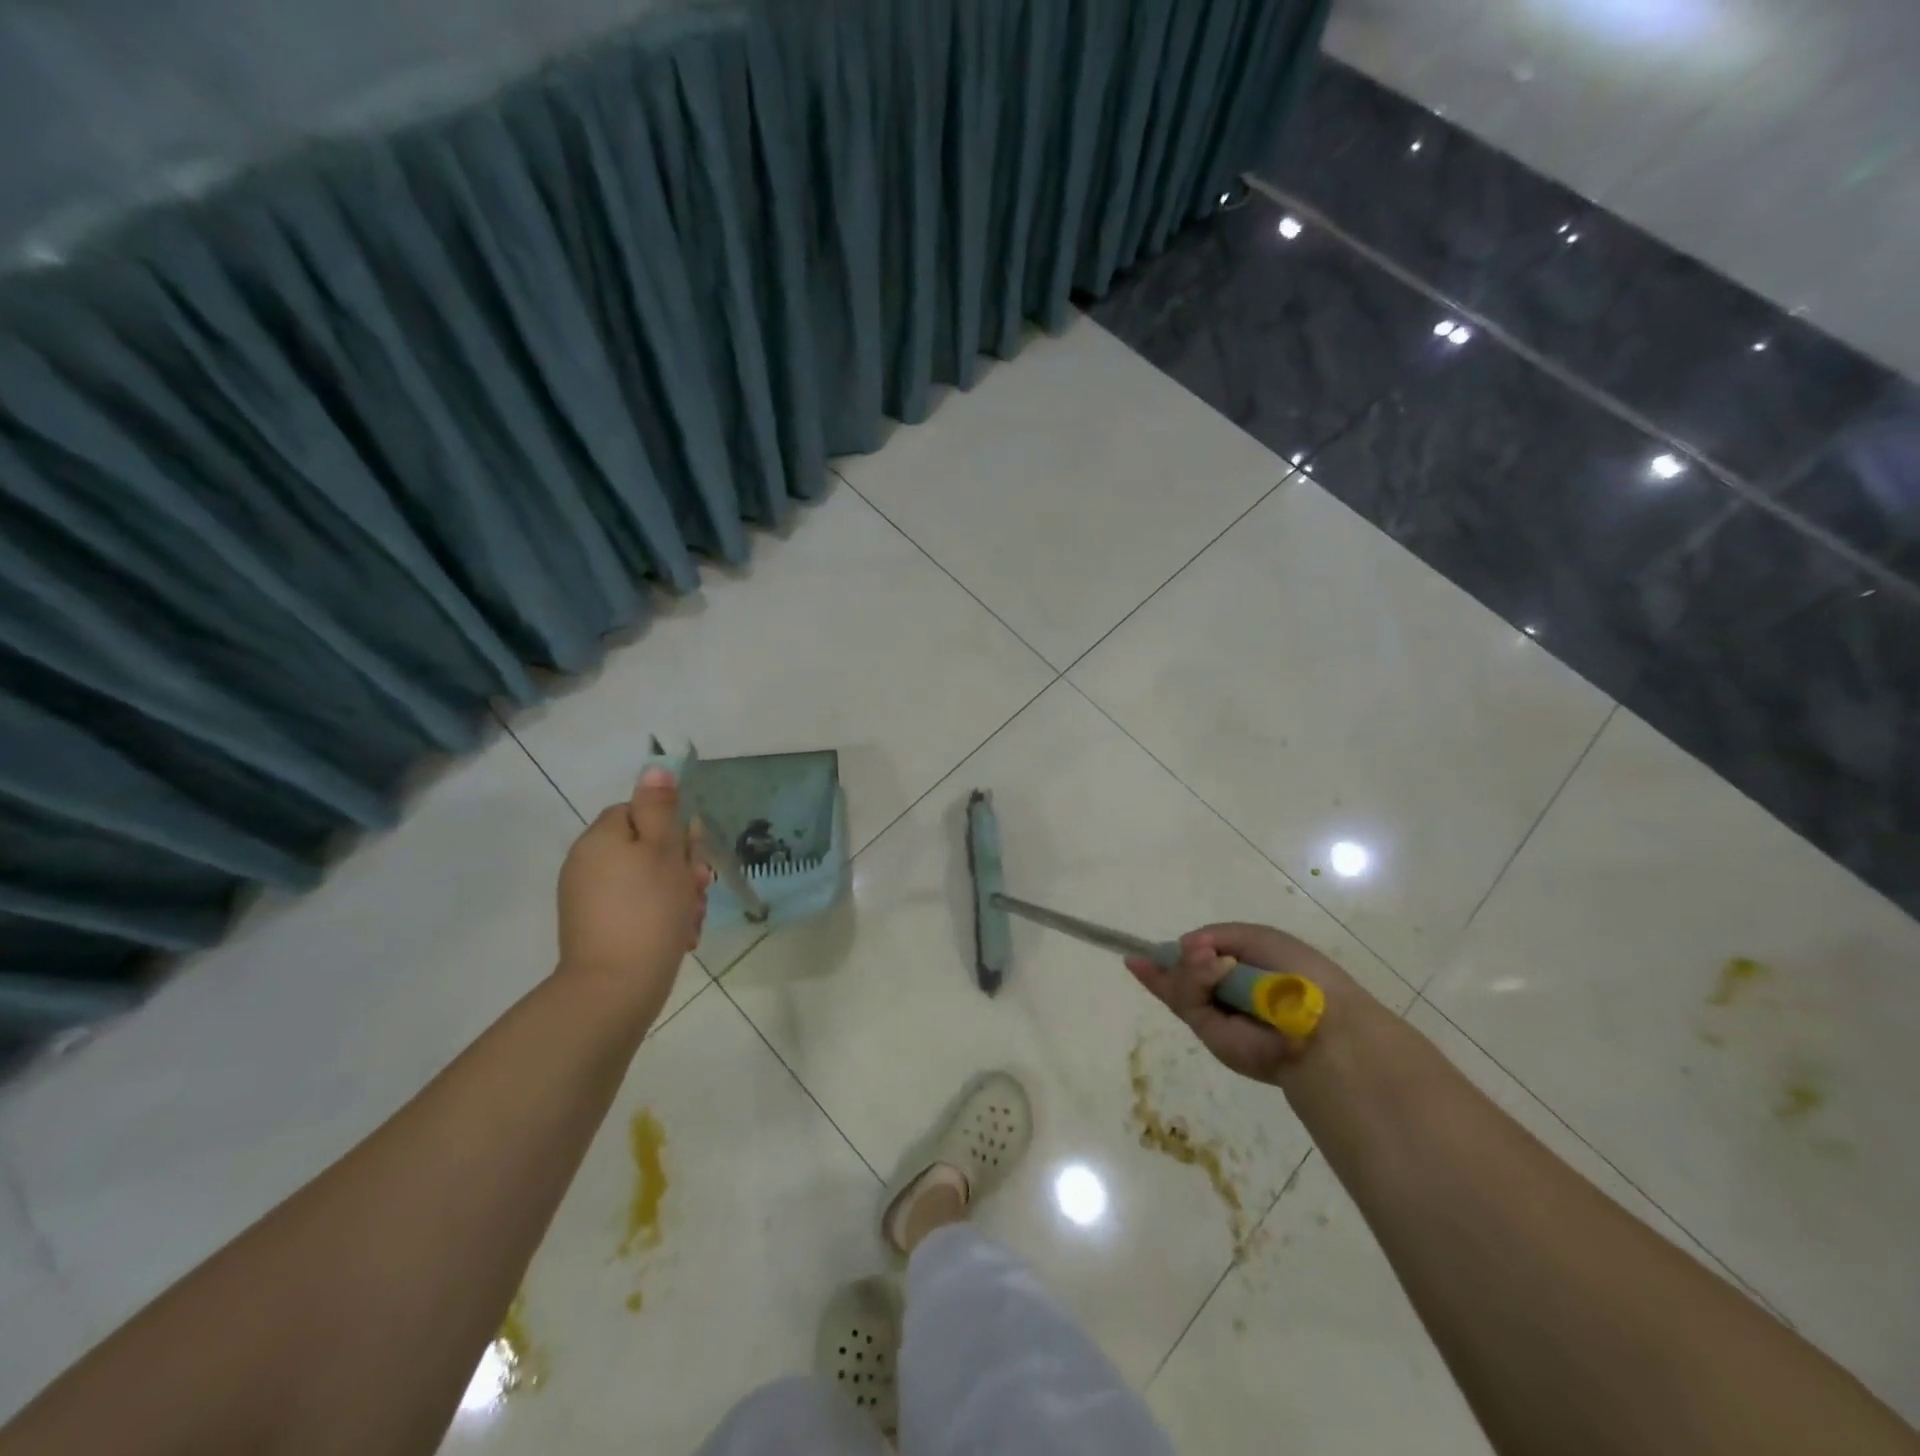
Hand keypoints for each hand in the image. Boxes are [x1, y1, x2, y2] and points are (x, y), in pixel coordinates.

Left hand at [557, 768, 711, 1021]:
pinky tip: (679, 937)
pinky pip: (636, 909)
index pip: (638, 812)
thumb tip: (654, 768)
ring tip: (691, 919)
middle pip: (644, 848)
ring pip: (646, 881)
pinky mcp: (596, 930)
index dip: (671, 829)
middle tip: (699, 888)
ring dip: (676, 895)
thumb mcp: (663, 851)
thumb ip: (660, 808)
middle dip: (679, 867)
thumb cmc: (648, 911)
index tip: (691, 854)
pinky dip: (659, 918)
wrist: (615, 989)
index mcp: (600, 839)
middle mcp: (587, 864)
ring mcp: (589, 900)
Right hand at [1127, 923, 1369, 1084]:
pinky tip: (1192, 966)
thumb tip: (1185, 947)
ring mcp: (1215, 1015)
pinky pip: (1184, 1000)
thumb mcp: (1258, 938)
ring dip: (1192, 968)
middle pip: (1184, 972)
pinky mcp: (1208, 1032)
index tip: (1142, 953)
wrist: (1319, 1023)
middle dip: (1180, 959)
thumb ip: (1217, 936)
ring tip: (1213, 964)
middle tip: (1197, 953)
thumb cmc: (1300, 976)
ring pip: (1181, 983)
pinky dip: (1189, 979)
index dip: (1177, 954)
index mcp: (1244, 972)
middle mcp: (1227, 994)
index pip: (1202, 960)